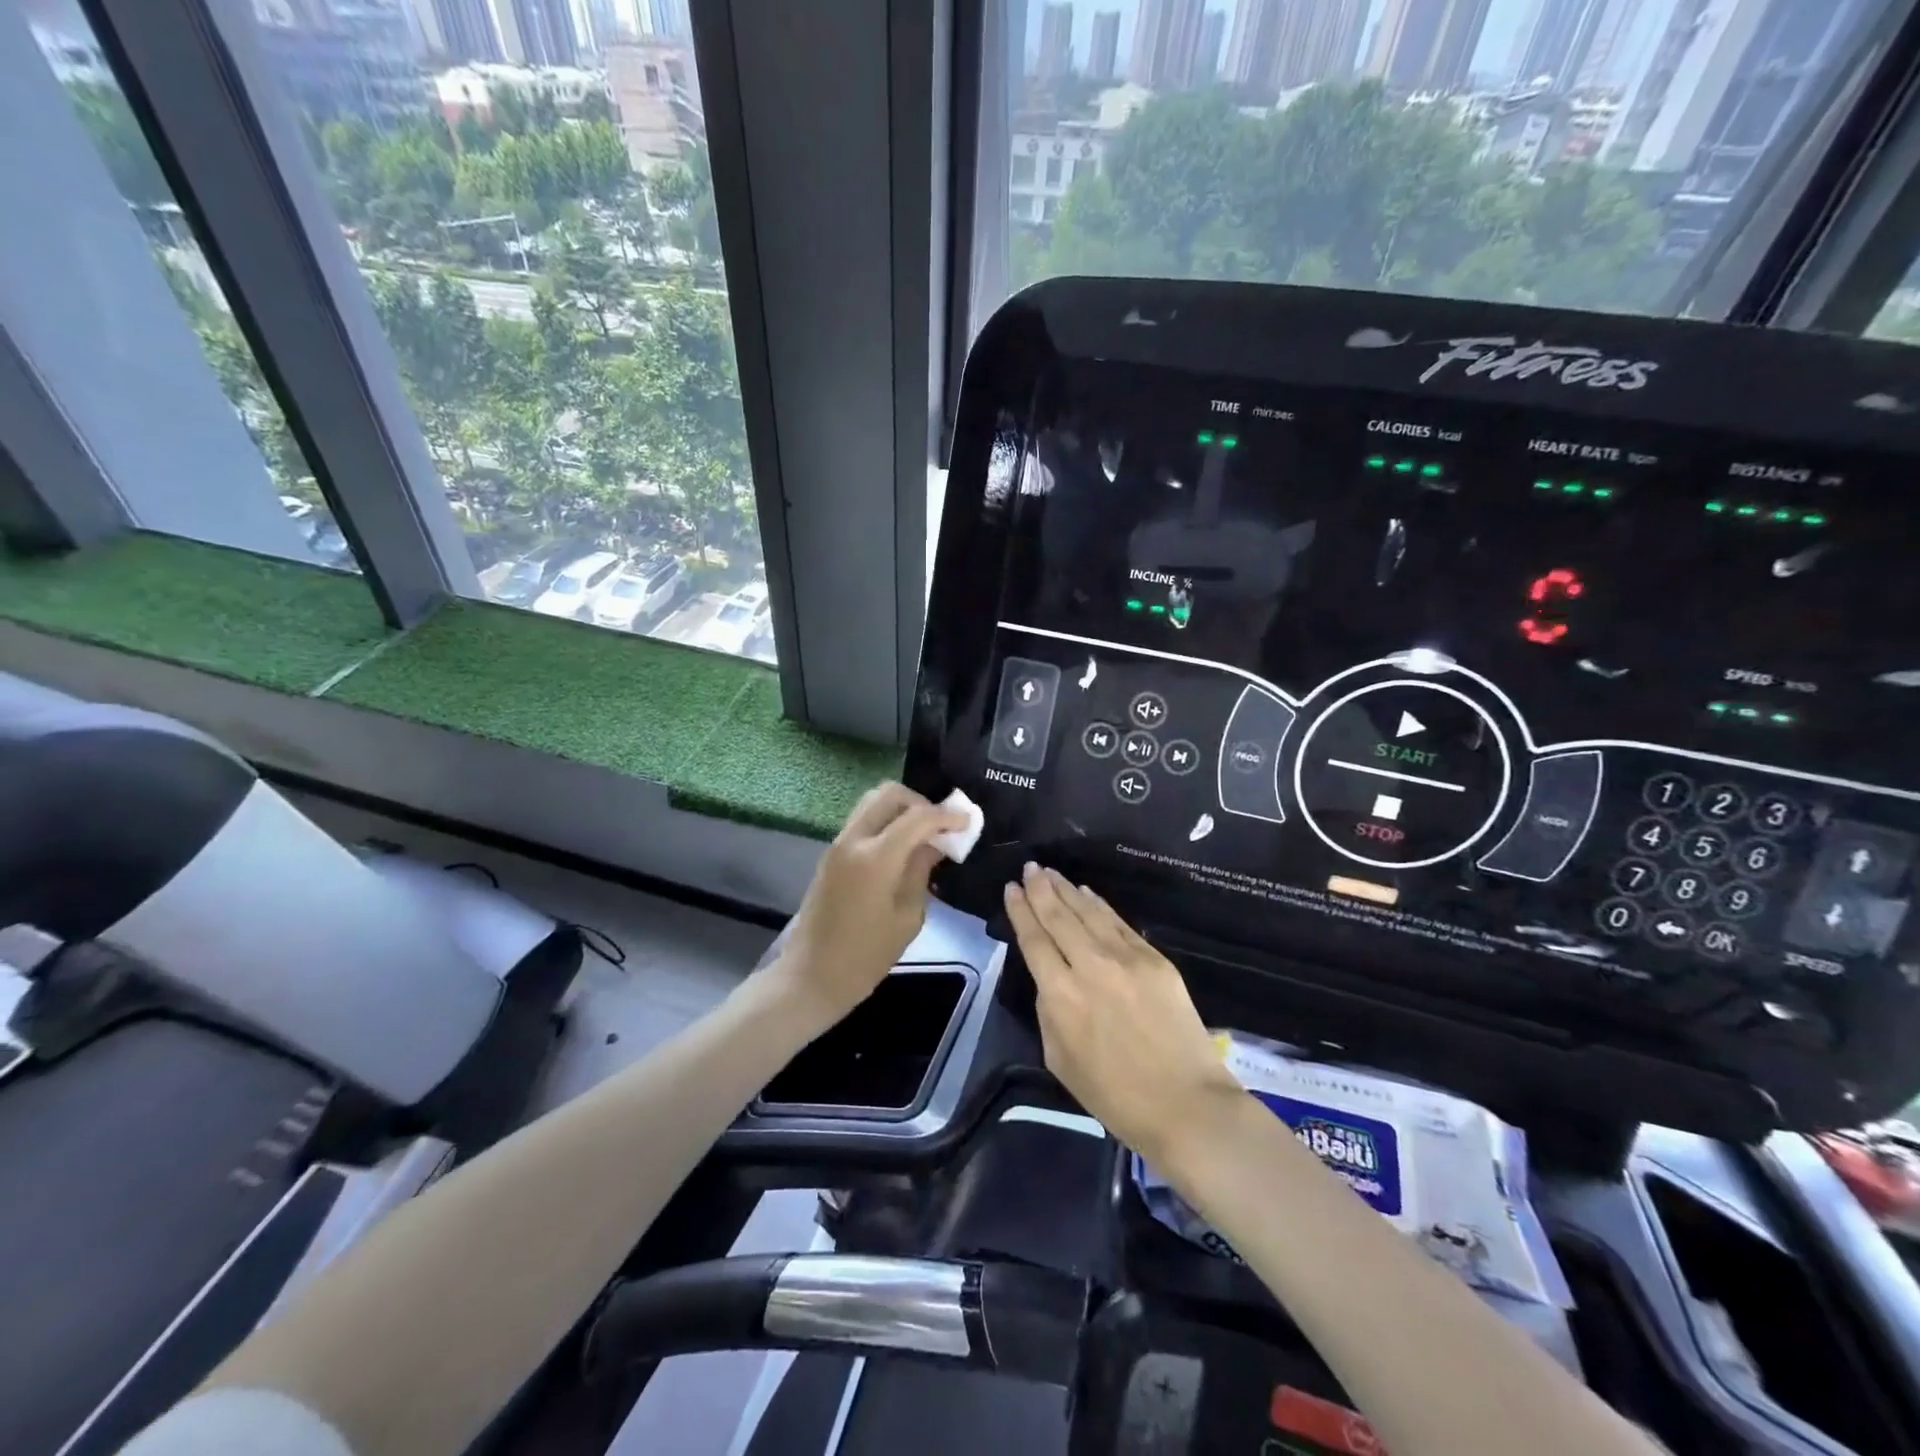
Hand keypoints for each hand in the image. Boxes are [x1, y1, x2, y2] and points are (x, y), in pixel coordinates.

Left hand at [766, 783, 968, 1037]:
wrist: (811, 976)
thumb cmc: (865, 957)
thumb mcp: (908, 917)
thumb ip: (922, 871)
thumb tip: (936, 845)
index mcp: (875, 857)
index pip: (918, 817)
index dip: (947, 815)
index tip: (968, 822)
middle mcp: (854, 840)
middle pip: (889, 794)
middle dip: (921, 803)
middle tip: (942, 826)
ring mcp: (838, 844)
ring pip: (873, 802)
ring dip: (902, 809)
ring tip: (925, 835)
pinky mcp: (832, 854)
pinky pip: (864, 820)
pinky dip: (887, 821)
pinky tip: (904, 846)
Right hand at [1004, 864, 1243, 1162]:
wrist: (1186, 1104)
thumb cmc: (1115, 1095)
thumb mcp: (1060, 1060)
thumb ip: (1049, 1012)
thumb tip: (1051, 981)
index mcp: (1060, 995)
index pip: (1034, 940)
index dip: (1020, 911)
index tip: (1011, 889)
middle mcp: (1090, 966)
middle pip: (1059, 917)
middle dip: (1041, 889)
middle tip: (1030, 868)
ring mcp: (1126, 959)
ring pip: (1089, 913)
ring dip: (1067, 890)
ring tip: (1051, 872)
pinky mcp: (1155, 960)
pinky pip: (1119, 923)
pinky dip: (1100, 906)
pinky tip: (1088, 894)